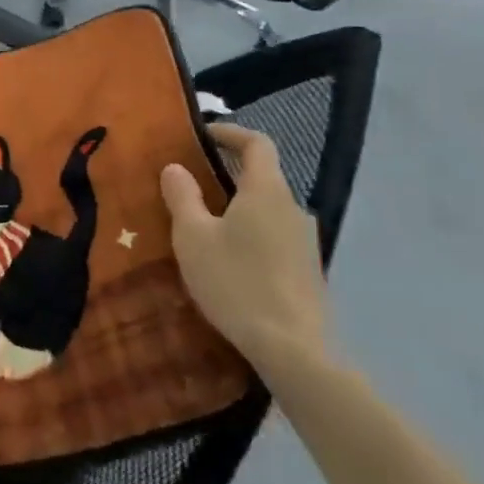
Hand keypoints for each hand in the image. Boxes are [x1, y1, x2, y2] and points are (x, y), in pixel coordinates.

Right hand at [161, 124, 328, 374]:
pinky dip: (252, 236)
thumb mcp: (193, 237)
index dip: (230, 133)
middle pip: (263, 177)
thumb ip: (183, 196)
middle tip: (193, 185)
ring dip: (240, 210)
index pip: (256, 143)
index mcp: (266, 191)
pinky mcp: (309, 272)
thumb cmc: (236, 282)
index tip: (203, 136)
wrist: (293, 350)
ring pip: (268, 211)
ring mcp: (306, 242)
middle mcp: (293, 208)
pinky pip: (276, 238)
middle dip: (228, 175)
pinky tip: (231, 262)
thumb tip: (175, 167)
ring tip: (207, 227)